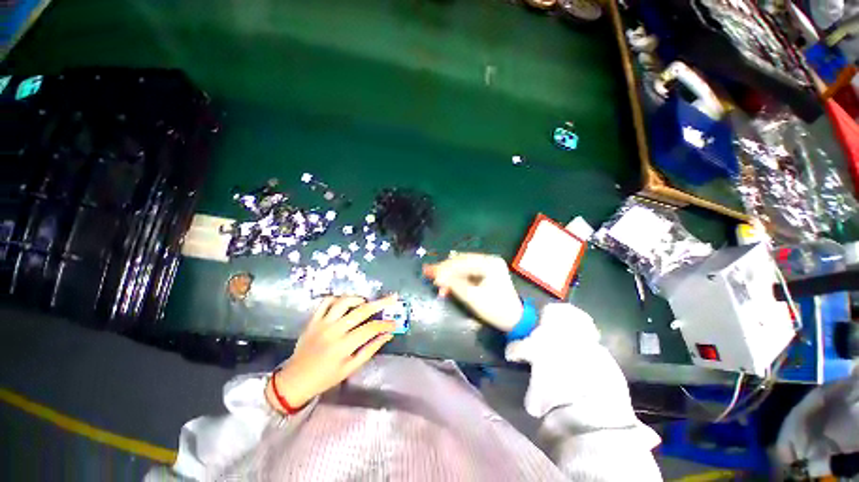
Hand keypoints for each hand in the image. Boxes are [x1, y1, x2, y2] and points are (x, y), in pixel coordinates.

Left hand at [265, 295, 396, 412]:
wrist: (295, 380)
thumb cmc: (326, 377)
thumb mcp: (351, 368)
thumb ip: (370, 349)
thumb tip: (388, 335)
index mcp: (344, 346)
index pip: (371, 328)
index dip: (385, 324)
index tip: (395, 322)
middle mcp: (334, 331)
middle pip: (362, 311)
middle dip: (381, 303)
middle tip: (392, 298)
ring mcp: (322, 323)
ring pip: (344, 301)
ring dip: (359, 299)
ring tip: (367, 302)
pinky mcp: (313, 320)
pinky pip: (327, 301)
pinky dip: (339, 298)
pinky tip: (346, 303)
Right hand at [423, 252, 522, 331]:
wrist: (514, 320)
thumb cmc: (496, 309)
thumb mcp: (473, 297)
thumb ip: (454, 285)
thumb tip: (437, 277)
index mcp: (489, 263)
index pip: (462, 262)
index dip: (445, 268)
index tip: (430, 273)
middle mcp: (489, 259)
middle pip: (461, 261)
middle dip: (445, 269)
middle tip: (429, 273)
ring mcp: (488, 265)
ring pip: (462, 266)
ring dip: (450, 274)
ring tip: (438, 283)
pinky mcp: (486, 272)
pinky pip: (467, 271)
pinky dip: (457, 277)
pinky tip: (448, 284)